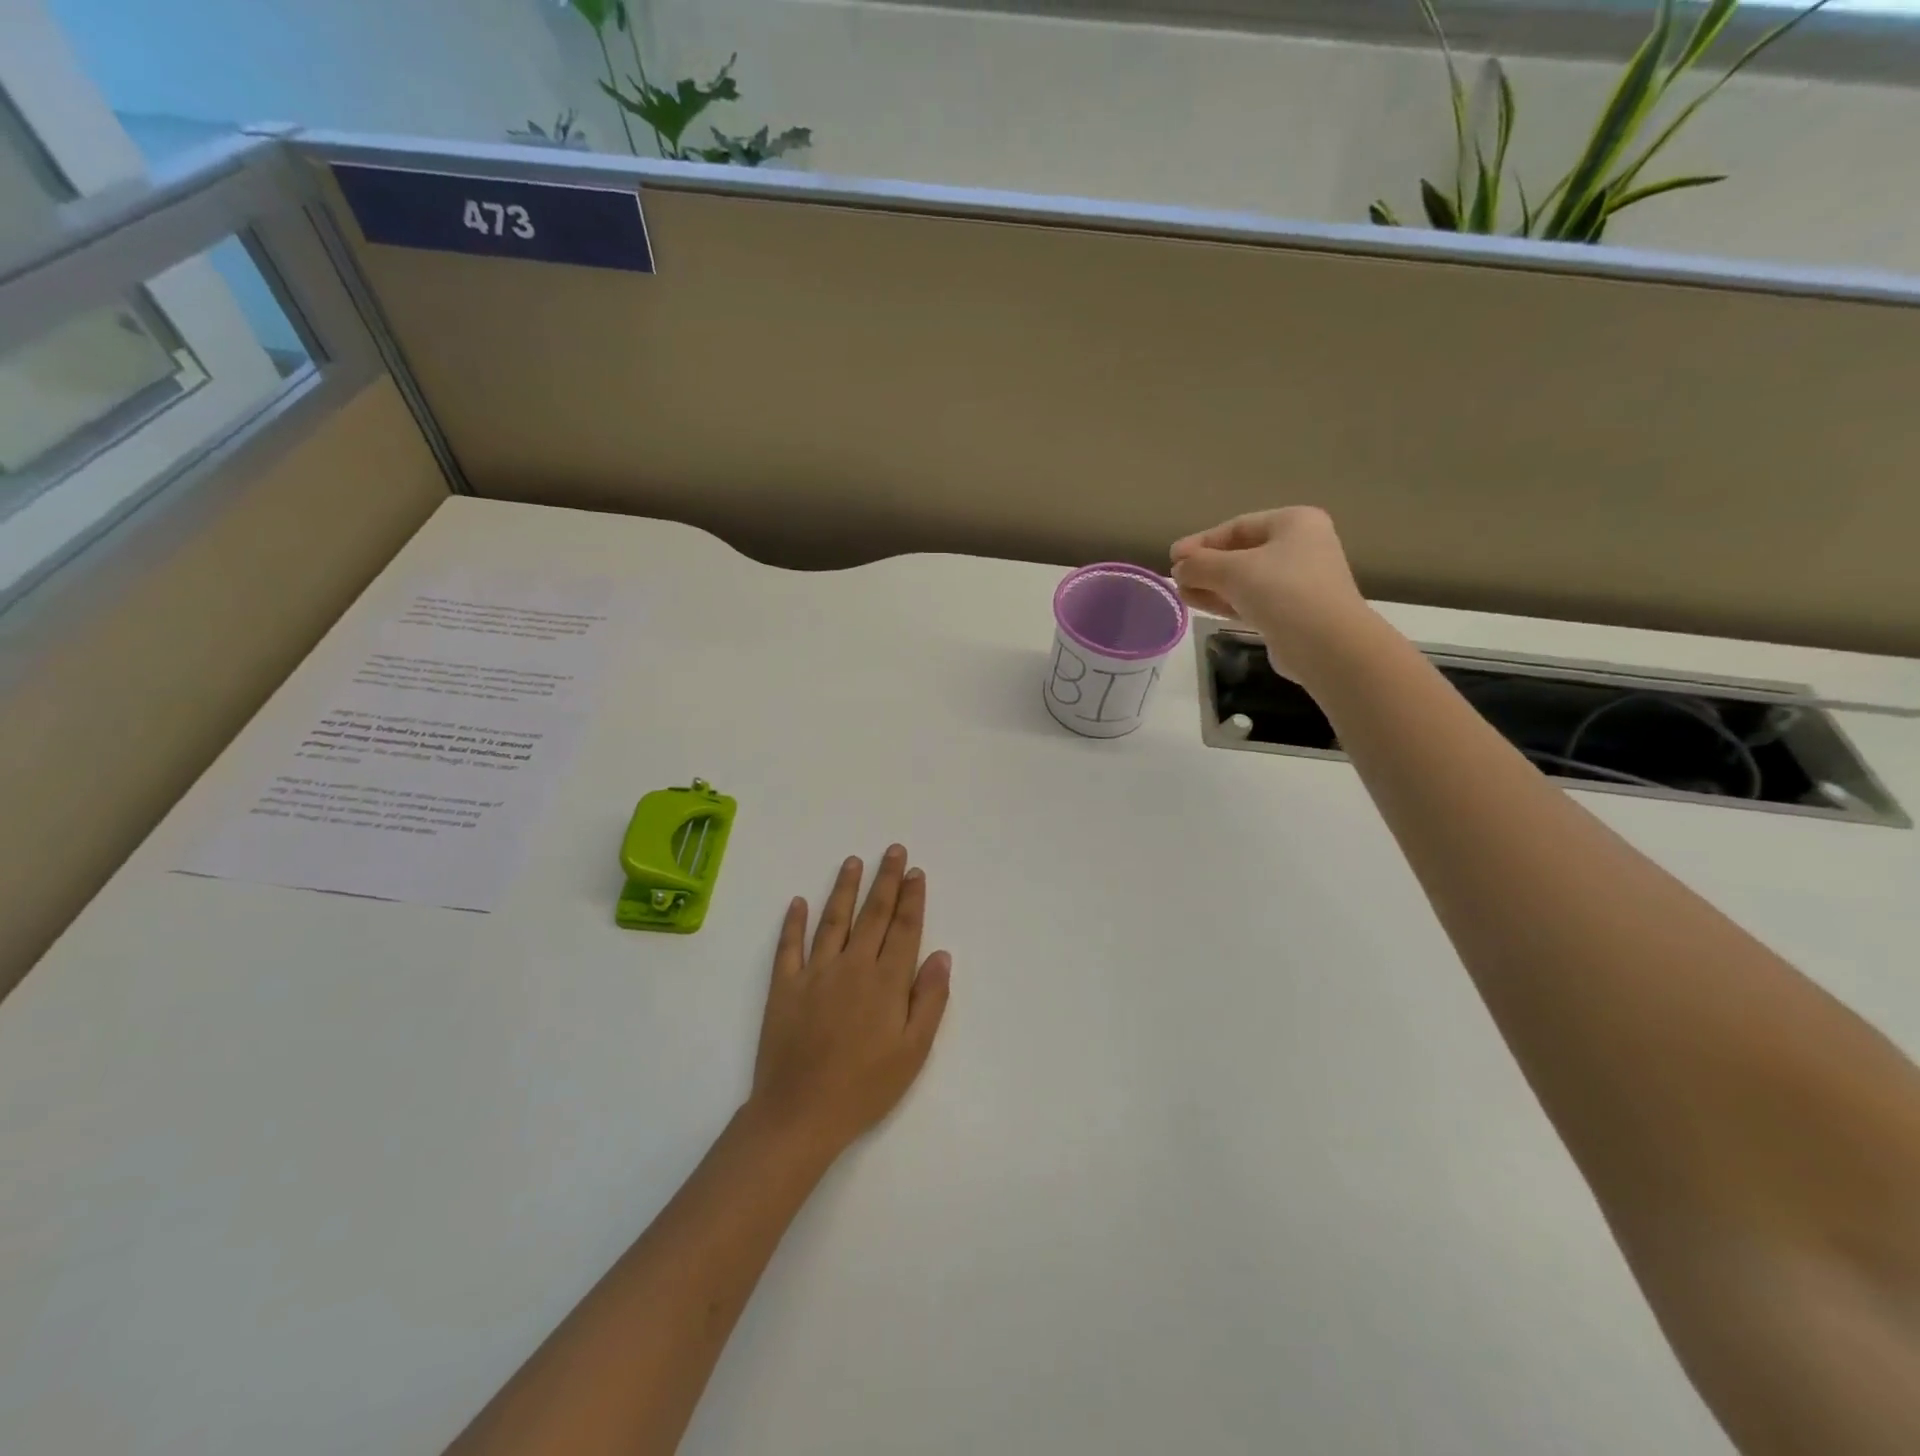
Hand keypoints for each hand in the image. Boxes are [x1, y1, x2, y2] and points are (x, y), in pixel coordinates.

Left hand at [749, 846, 951, 1159]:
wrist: (801, 1113)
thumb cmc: (865, 1087)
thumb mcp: (913, 1051)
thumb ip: (929, 999)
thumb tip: (941, 954)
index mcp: (886, 981)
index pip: (904, 928)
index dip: (912, 898)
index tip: (916, 873)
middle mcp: (852, 965)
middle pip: (873, 914)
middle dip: (886, 880)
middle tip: (893, 850)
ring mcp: (815, 973)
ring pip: (833, 920)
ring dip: (844, 888)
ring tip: (853, 861)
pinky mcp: (784, 987)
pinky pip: (789, 946)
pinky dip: (793, 922)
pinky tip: (798, 902)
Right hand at [1169, 506, 1373, 685]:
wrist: (1326, 644)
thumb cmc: (1282, 591)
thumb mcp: (1233, 571)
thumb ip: (1200, 564)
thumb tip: (1178, 567)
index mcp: (1294, 523)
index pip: (1237, 527)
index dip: (1201, 541)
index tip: (1172, 557)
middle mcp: (1300, 547)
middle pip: (1241, 552)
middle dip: (1206, 565)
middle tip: (1176, 577)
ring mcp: (1297, 581)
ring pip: (1244, 579)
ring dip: (1211, 585)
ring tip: (1181, 593)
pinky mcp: (1291, 612)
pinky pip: (1251, 600)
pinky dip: (1225, 601)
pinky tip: (1198, 604)